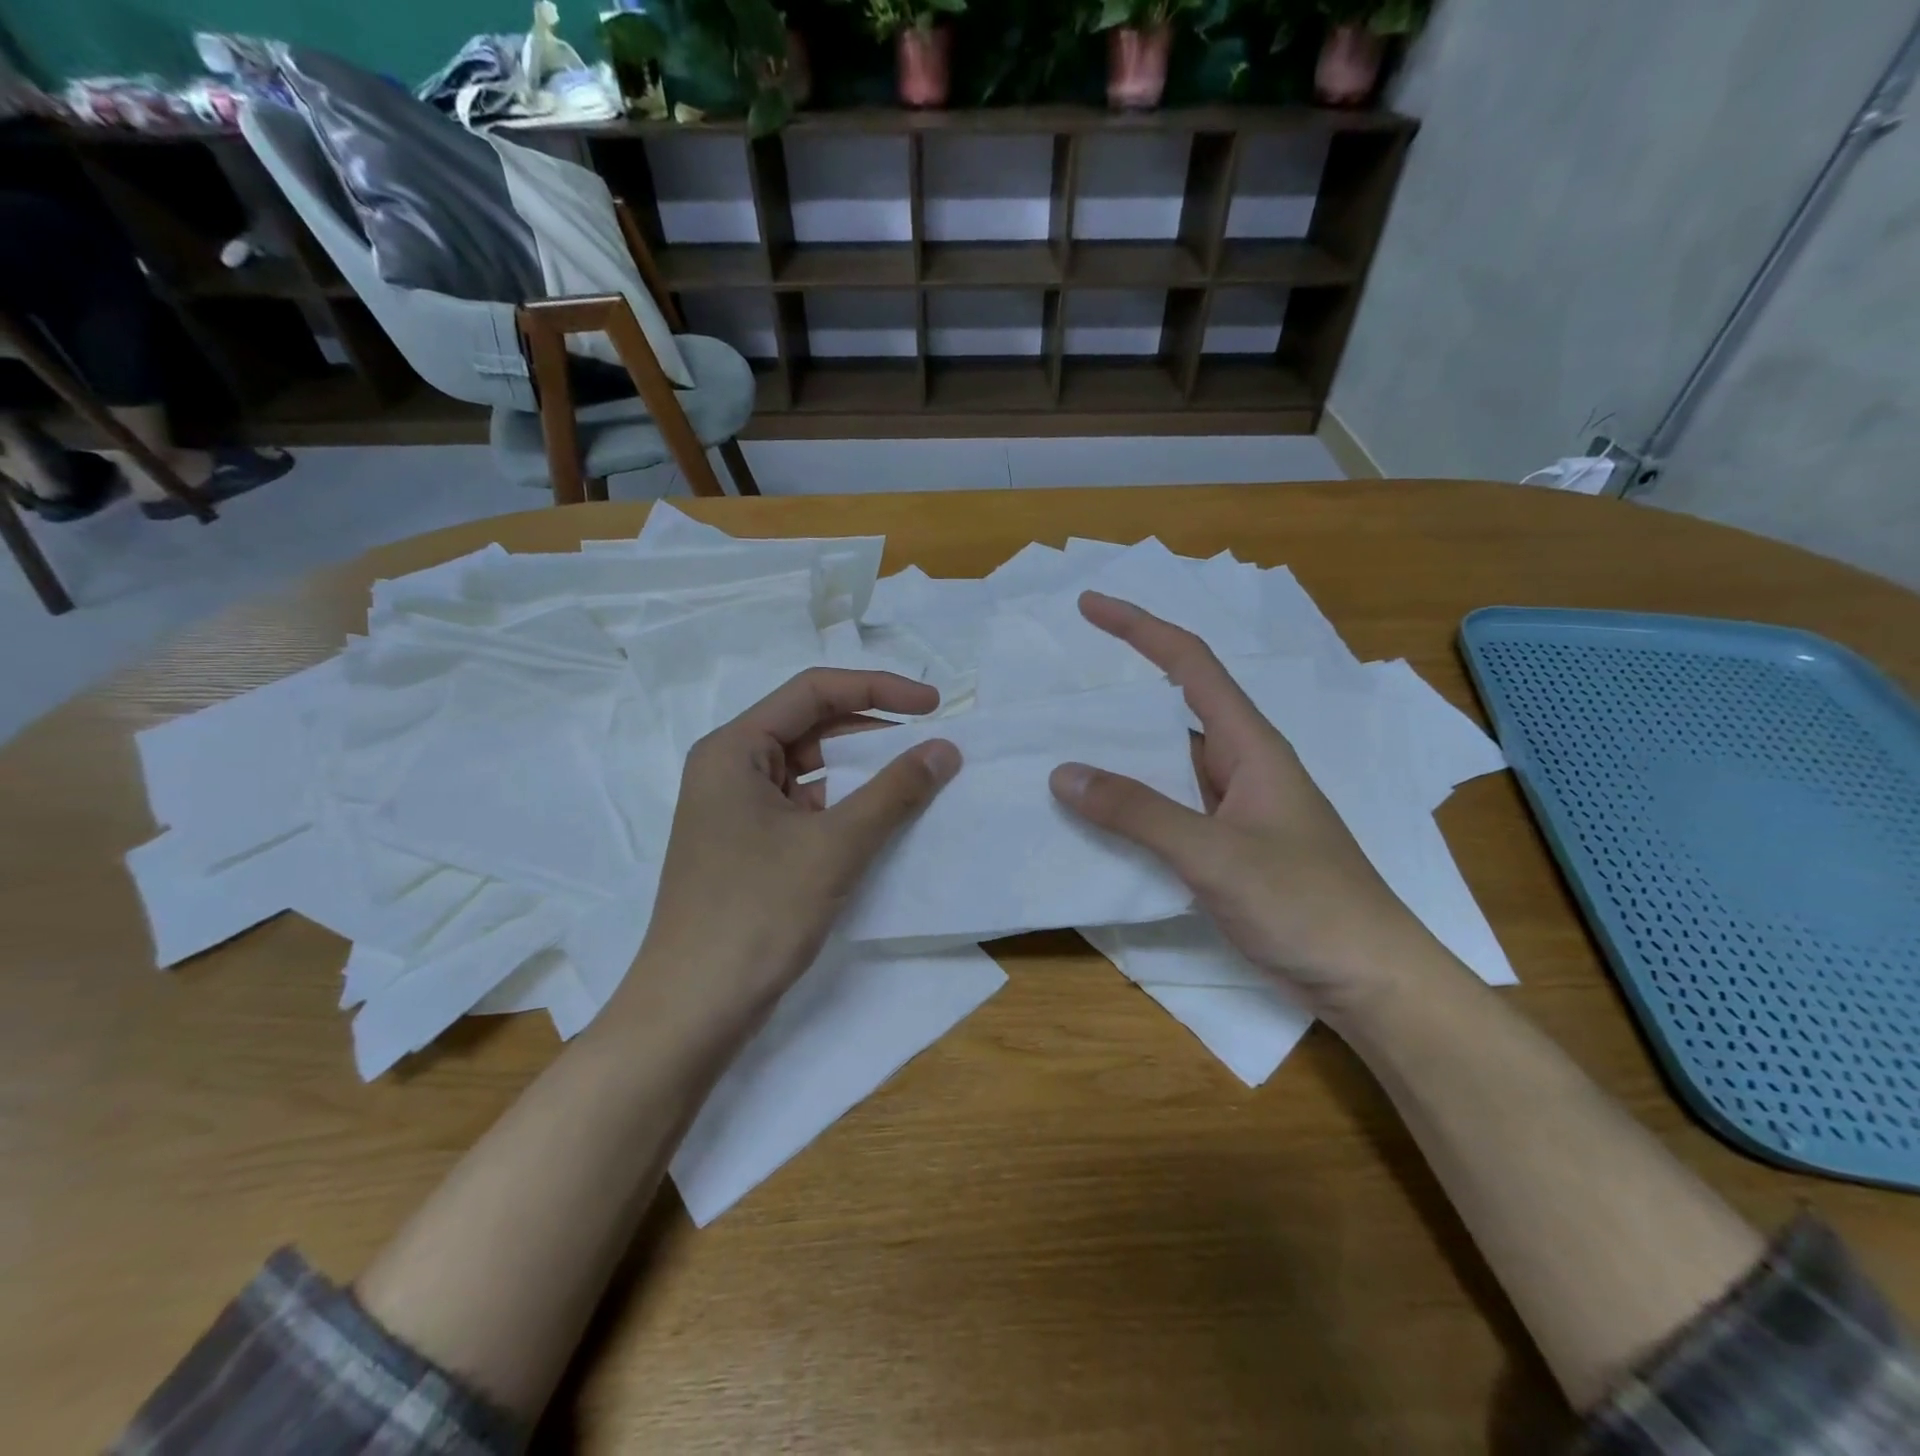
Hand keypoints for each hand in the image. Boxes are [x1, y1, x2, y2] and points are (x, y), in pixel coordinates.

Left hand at [626, 668, 960, 1038]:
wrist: (693, 1010)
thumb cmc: (757, 913)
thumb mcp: (834, 845)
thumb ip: (895, 791)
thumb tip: (945, 748)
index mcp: (734, 749)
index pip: (813, 692)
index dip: (879, 689)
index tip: (934, 705)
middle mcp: (730, 769)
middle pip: (811, 727)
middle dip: (873, 731)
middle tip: (931, 744)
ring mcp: (738, 812)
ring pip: (812, 771)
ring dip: (864, 773)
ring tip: (918, 781)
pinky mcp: (750, 848)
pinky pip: (807, 809)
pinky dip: (847, 809)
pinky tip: (885, 823)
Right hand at [1050, 593, 1449, 1018]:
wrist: (1369, 979)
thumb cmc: (1305, 904)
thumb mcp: (1215, 854)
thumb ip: (1139, 813)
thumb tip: (1063, 773)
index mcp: (1250, 745)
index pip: (1190, 664)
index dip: (1139, 628)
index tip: (1090, 607)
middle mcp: (1241, 766)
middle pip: (1172, 712)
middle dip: (1118, 698)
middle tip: (1057, 698)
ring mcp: (1235, 810)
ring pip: (1167, 767)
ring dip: (1119, 759)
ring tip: (1059, 756)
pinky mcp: (1228, 849)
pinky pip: (1169, 811)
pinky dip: (1131, 808)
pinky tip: (1096, 822)